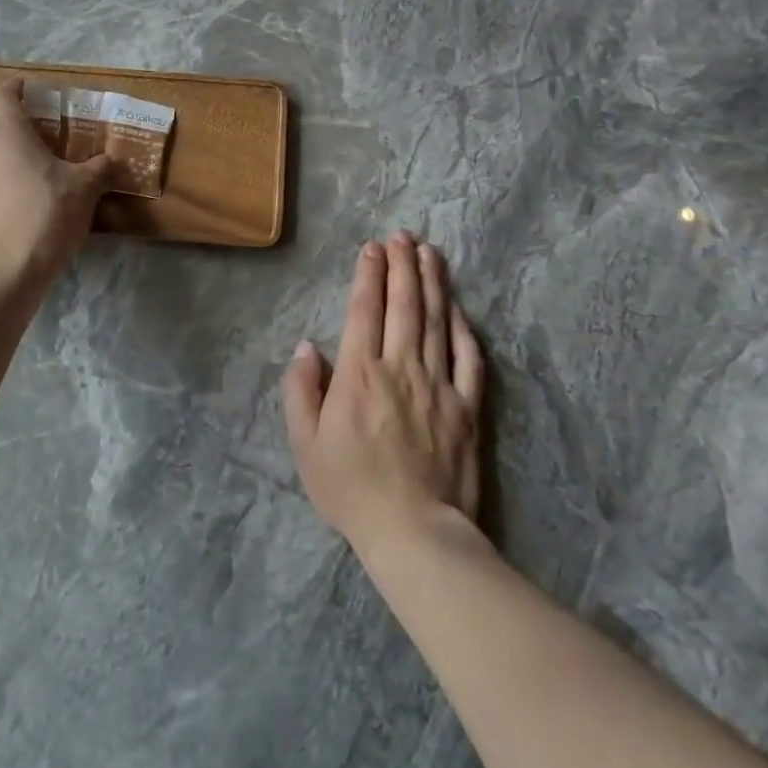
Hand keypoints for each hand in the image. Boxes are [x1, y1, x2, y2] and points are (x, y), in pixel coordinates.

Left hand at [0, 78, 113, 285]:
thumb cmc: (45, 213)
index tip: (37, 92)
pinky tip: (28, 196)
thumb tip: (115, 159)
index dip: (20, 89)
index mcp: (3, 129)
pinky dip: (4, 178)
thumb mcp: (85, 187)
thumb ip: (101, 167)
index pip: (5, 93)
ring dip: (12, 153)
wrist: (4, 271)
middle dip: (23, 124)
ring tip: (42, 166)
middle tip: (53, 133)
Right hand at [283, 233, 485, 558]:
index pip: (363, 309)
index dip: (368, 274)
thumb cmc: (351, 488)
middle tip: (403, 235)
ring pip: (435, 320)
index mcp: (359, 372)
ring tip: (430, 252)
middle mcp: (400, 366)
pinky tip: (458, 308)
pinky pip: (467, 358)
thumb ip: (300, 389)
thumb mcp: (305, 443)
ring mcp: (438, 384)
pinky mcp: (467, 407)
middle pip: (403, 304)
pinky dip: (462, 328)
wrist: (415, 533)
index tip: (372, 247)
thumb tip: (306, 346)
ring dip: (432, 282)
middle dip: (402, 264)